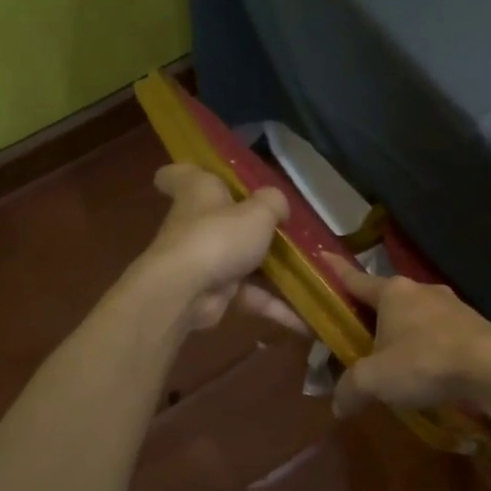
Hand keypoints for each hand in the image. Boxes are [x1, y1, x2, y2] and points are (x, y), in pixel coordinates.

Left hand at [138, 165, 301, 332]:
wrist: (186, 291)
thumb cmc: (219, 236)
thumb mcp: (259, 211)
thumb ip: (274, 203)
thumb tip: (278, 205)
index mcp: (199, 191)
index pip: (181, 174)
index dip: (190, 171)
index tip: (208, 175)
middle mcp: (197, 223)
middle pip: (220, 219)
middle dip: (249, 225)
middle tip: (285, 228)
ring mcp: (204, 260)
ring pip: (241, 260)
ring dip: (272, 271)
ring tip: (309, 274)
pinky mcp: (213, 292)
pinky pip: (249, 296)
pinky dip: (274, 307)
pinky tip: (304, 319)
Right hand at [323, 255, 490, 417]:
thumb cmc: (424, 361)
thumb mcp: (375, 380)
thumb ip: (350, 389)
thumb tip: (338, 405)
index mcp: (393, 292)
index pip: (354, 279)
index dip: (336, 271)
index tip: (323, 256)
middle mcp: (421, 290)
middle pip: (386, 300)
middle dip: (371, 317)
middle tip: (357, 337)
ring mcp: (451, 305)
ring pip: (416, 317)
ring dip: (403, 335)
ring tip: (395, 362)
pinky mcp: (473, 325)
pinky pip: (440, 333)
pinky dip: (428, 348)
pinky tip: (428, 371)